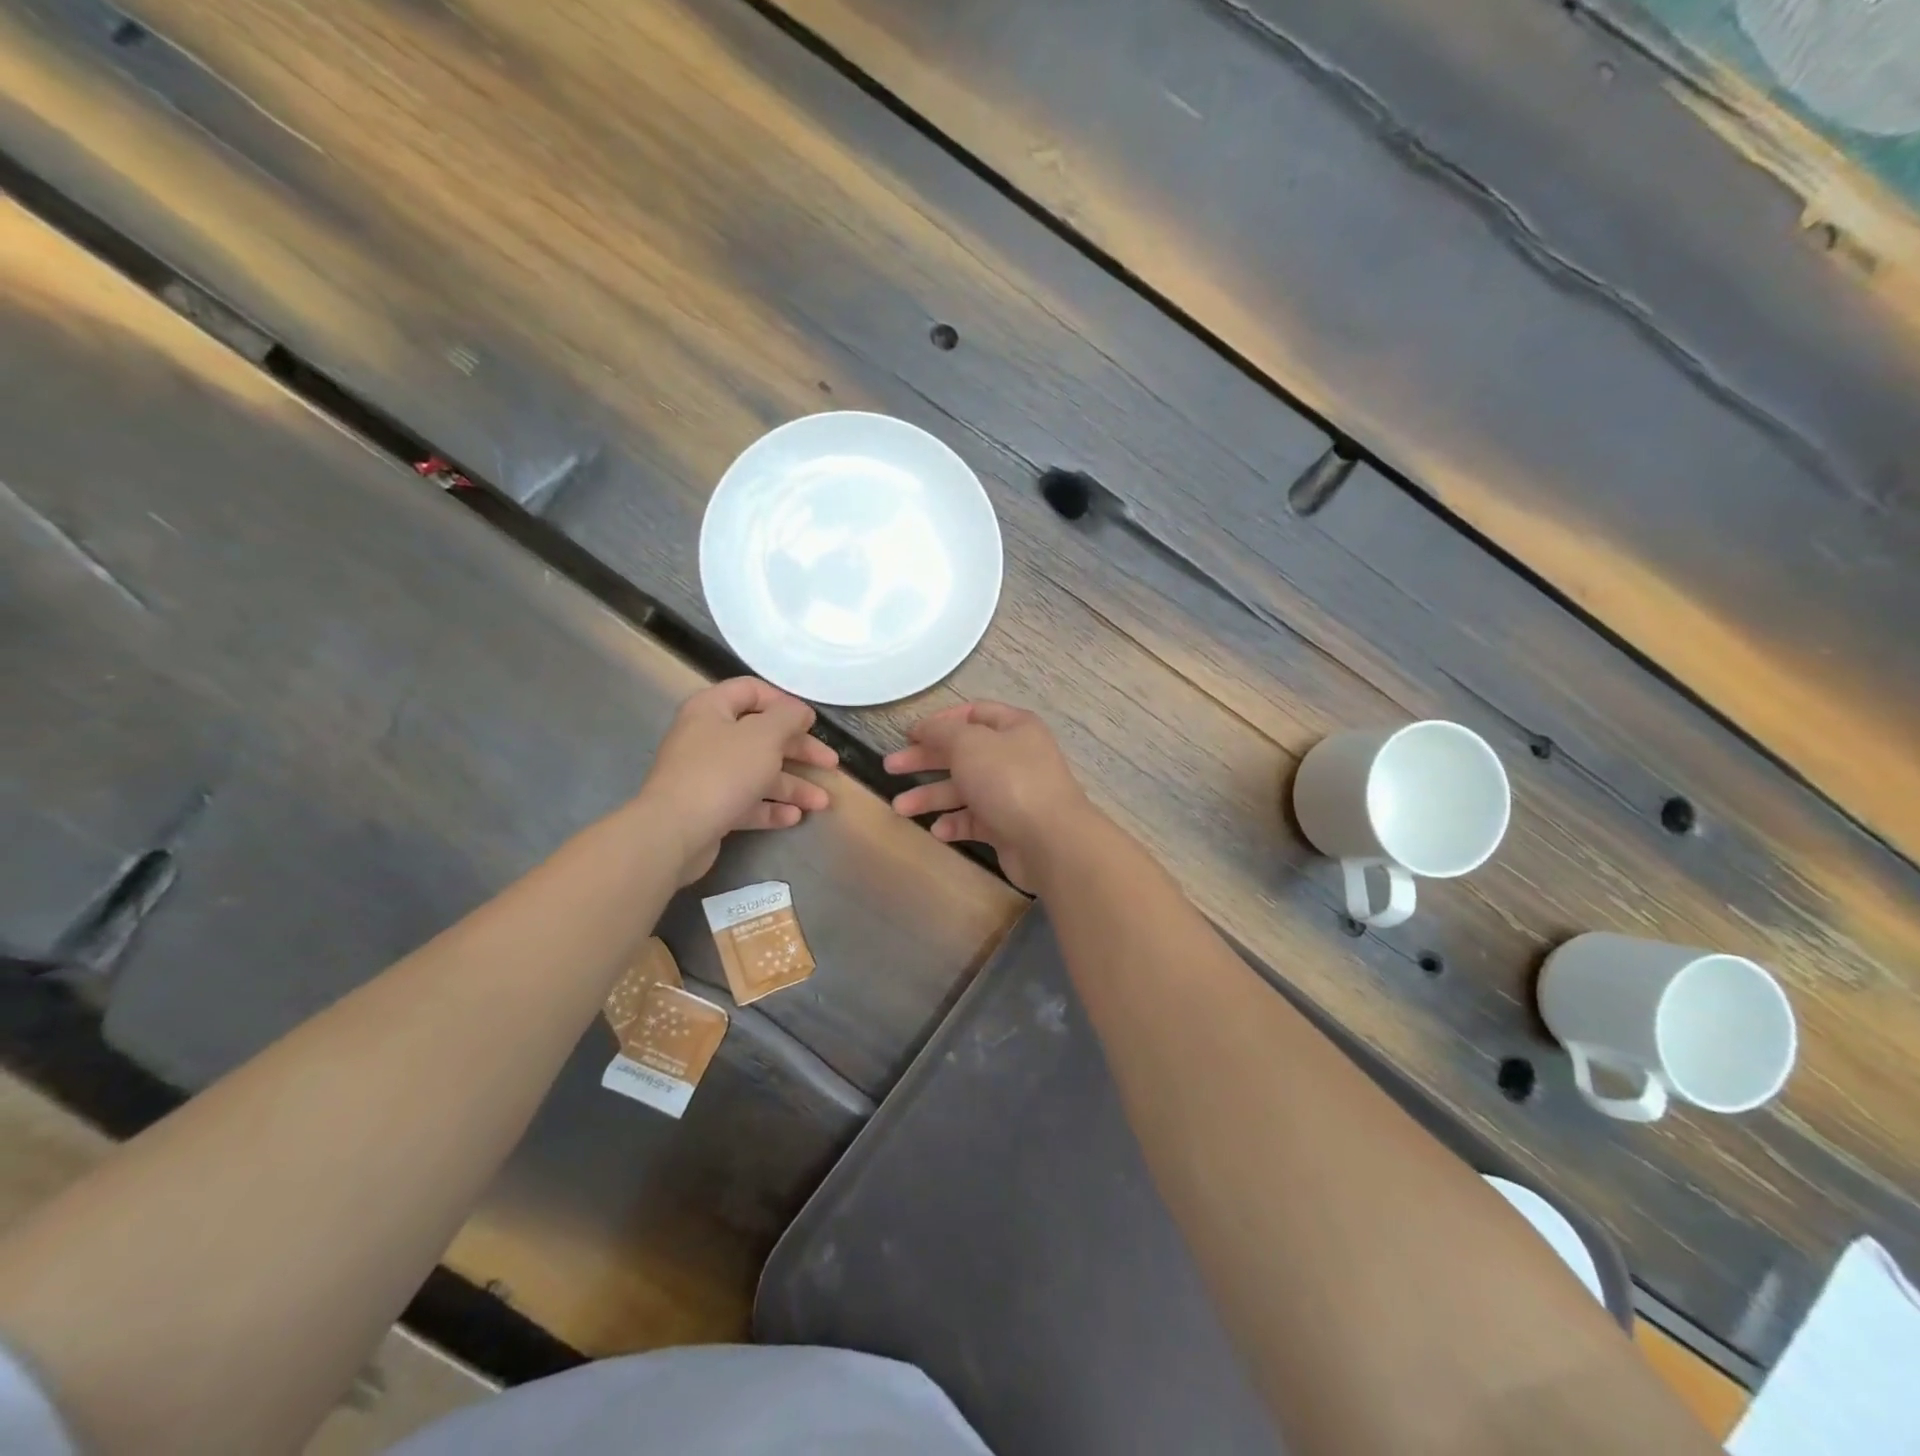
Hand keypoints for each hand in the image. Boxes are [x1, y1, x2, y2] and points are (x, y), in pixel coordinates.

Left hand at [637, 678, 836, 884]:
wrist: (673, 831)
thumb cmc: (722, 772)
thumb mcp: (764, 736)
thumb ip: (787, 717)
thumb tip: (799, 712)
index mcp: (712, 709)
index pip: (751, 691)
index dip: (784, 703)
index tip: (811, 722)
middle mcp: (707, 738)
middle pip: (761, 736)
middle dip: (799, 751)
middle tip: (830, 764)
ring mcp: (707, 775)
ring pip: (758, 774)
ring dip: (793, 786)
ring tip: (822, 802)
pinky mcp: (709, 808)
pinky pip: (746, 803)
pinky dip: (771, 809)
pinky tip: (794, 817)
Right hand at [885, 702, 1092, 889]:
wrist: (1050, 841)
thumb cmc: (1008, 781)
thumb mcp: (968, 744)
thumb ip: (942, 732)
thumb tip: (925, 728)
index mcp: (1014, 727)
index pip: (973, 713)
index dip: (940, 721)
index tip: (909, 735)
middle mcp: (1015, 757)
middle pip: (962, 752)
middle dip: (925, 759)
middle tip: (891, 767)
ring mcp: (1012, 793)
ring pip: (964, 789)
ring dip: (931, 796)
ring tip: (899, 808)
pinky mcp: (1008, 826)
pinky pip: (975, 820)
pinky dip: (954, 823)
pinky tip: (938, 830)